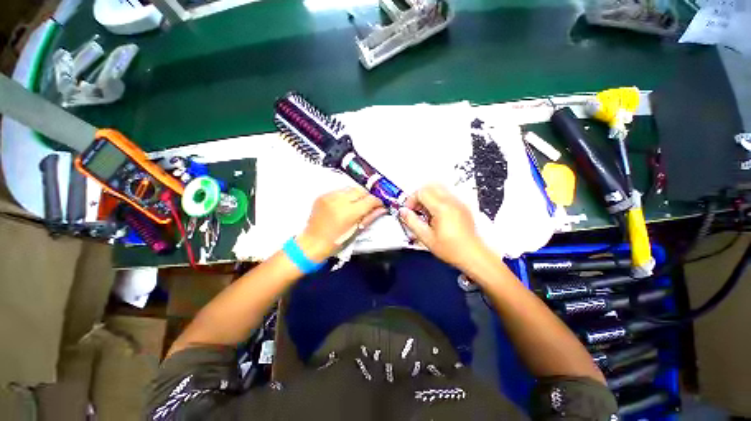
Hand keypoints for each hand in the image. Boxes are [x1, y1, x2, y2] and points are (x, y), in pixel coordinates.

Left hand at [297, 187, 385, 260]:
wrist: (312, 243)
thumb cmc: (336, 242)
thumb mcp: (356, 231)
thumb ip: (370, 218)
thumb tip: (382, 209)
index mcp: (349, 212)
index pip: (369, 200)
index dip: (377, 201)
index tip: (380, 205)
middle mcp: (339, 200)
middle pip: (360, 190)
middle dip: (367, 196)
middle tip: (369, 204)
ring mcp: (329, 196)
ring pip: (350, 188)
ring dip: (356, 195)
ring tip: (357, 204)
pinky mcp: (322, 196)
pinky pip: (339, 191)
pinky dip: (345, 196)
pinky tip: (344, 204)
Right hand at [398, 184, 485, 268]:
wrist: (473, 254)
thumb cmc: (453, 249)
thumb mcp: (426, 238)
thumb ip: (412, 222)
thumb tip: (403, 212)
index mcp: (442, 208)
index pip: (421, 192)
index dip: (411, 200)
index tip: (409, 210)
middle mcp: (452, 202)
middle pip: (430, 186)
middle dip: (419, 196)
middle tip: (416, 209)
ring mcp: (458, 203)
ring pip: (438, 189)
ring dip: (428, 197)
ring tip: (425, 213)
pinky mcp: (462, 206)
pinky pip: (446, 195)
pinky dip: (437, 200)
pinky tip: (435, 215)